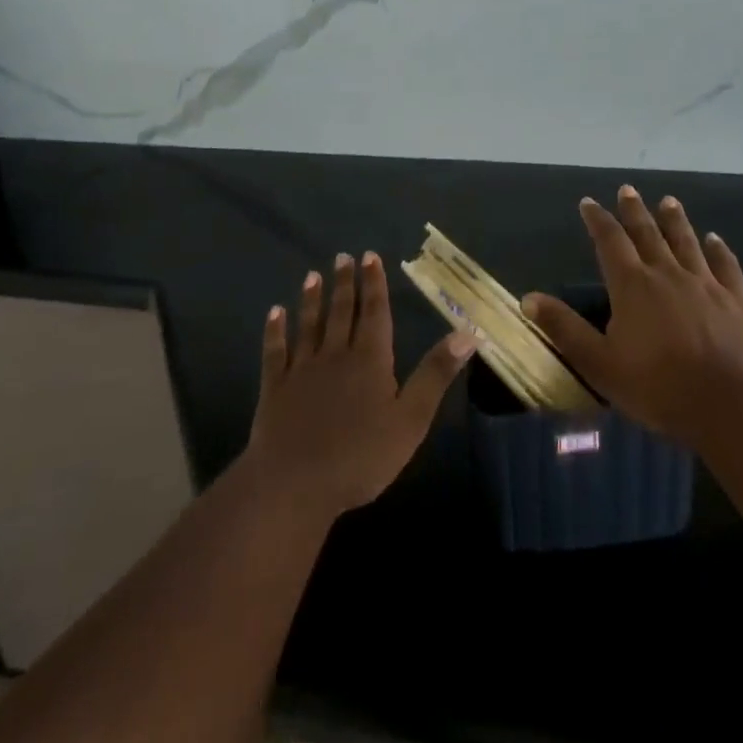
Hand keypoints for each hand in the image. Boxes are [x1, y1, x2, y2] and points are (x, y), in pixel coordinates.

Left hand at [246, 252, 474, 519]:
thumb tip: (468, 333)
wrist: (294, 485)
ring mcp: (301, 370)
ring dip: (312, 300)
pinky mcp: (274, 389)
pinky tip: (274, 314)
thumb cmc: (361, 456)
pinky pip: (274, 352)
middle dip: (344, 283)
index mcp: (370, 359)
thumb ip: (436, 374)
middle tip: (342, 257)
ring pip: (309, 326)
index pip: (375, 313)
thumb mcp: (411, 418)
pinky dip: (274, 331)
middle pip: (342, 312)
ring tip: (312, 276)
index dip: (374, 284)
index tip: (370, 257)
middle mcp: (335, 354)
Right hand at [523, 186, 742, 444]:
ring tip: (668, 201)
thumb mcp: (598, 362)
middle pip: (647, 233)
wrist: (726, 404)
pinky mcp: (735, 300)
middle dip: (634, 211)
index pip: (609, 242)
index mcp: (632, 285)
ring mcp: (705, 284)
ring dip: (675, 220)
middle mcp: (666, 273)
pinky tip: (715, 240)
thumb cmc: (656, 386)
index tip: (588, 203)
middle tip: (627, 189)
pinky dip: (719, 250)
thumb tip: (528, 298)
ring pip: (686, 242)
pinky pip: (725, 266)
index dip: (597, 220)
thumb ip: (564, 328)